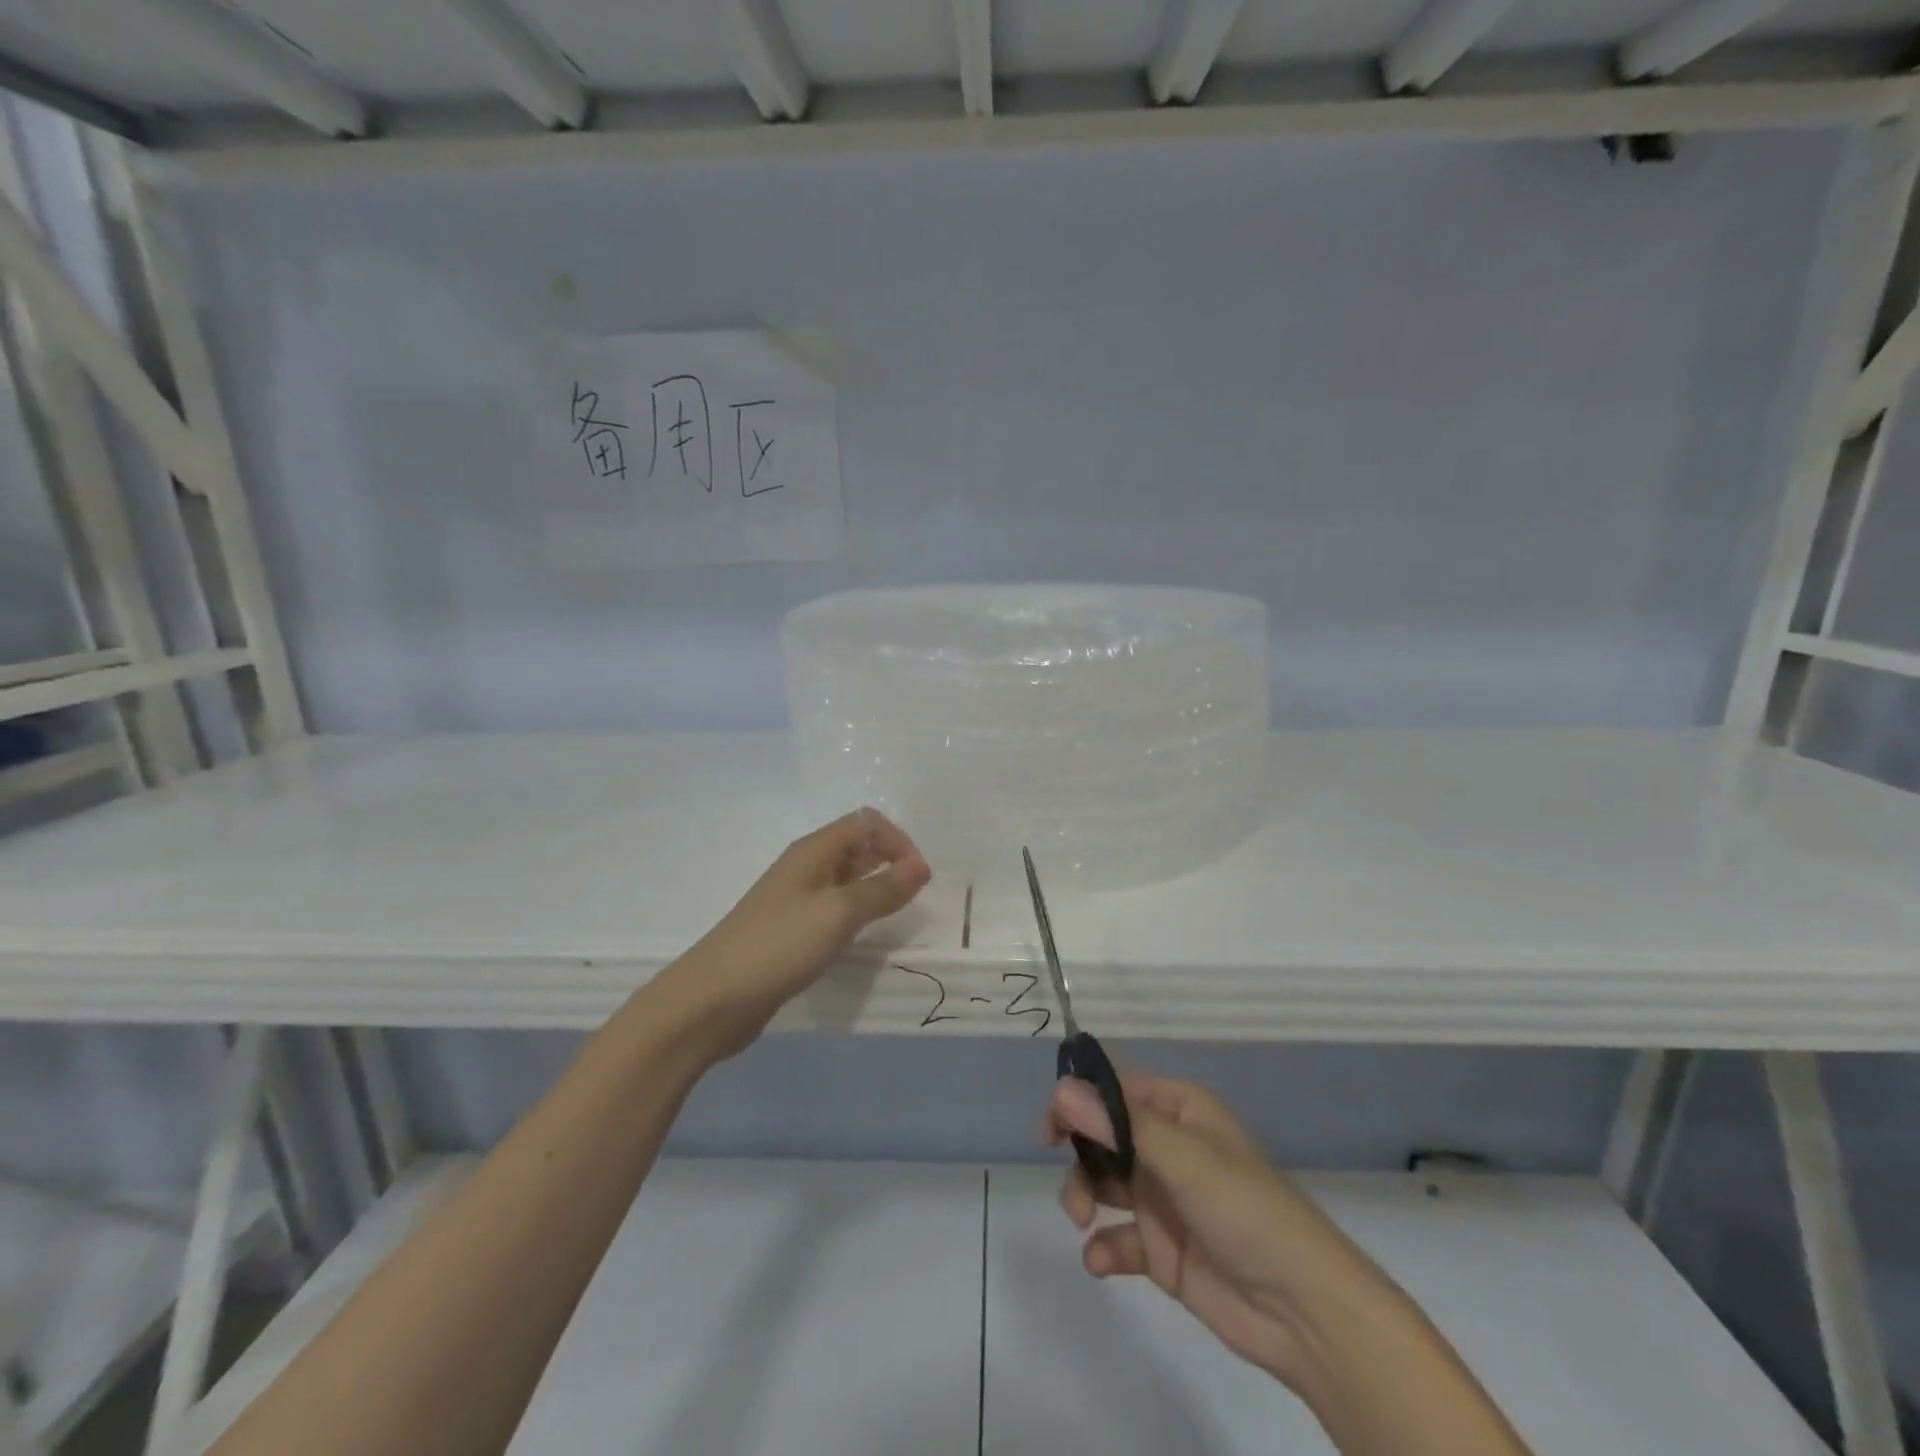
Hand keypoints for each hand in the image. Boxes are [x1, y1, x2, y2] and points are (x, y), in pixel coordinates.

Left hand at [675, 808, 930, 1054]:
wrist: (712, 999)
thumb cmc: (778, 946)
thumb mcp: (838, 914)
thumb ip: (882, 889)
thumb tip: (922, 866)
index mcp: (813, 850)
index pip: (866, 822)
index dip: (898, 841)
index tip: (919, 877)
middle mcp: (805, 867)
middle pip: (856, 846)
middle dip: (890, 861)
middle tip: (914, 897)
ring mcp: (795, 899)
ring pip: (846, 879)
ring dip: (875, 888)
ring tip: (896, 916)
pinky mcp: (791, 930)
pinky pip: (833, 909)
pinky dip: (856, 914)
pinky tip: (863, 937)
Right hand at [1047, 1072, 1397, 1394]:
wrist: (1304, 1312)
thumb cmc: (1246, 1211)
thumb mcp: (1184, 1159)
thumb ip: (1119, 1126)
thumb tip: (1061, 1089)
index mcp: (1179, 1111)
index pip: (1116, 1088)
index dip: (1079, 1099)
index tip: (1050, 1126)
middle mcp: (1167, 1146)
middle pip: (1102, 1135)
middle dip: (1080, 1155)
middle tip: (1070, 1180)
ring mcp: (1163, 1198)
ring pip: (1103, 1183)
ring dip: (1084, 1197)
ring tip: (1084, 1220)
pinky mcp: (1162, 1250)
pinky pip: (1118, 1238)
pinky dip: (1103, 1247)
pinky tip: (1101, 1260)